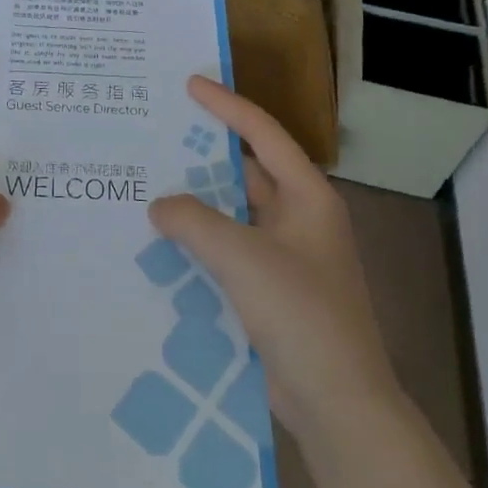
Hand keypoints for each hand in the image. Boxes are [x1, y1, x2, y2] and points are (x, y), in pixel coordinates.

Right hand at [150, 76, 399, 450]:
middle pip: (248, 172)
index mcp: (308, 197)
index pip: (263, 135)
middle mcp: (300, 219)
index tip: (190, 84)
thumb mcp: (243, 257)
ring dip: (199, 202)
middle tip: (159, 134)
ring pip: (235, 214)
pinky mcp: (272, 291)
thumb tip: (160, 205)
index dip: (227, 106)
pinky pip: (230, 250)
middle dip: (205, 154)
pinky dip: (201, 241)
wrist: (338, 403)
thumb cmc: (301, 315)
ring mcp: (287, 257)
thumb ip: (195, 221)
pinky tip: (163, 242)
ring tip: (149, 184)